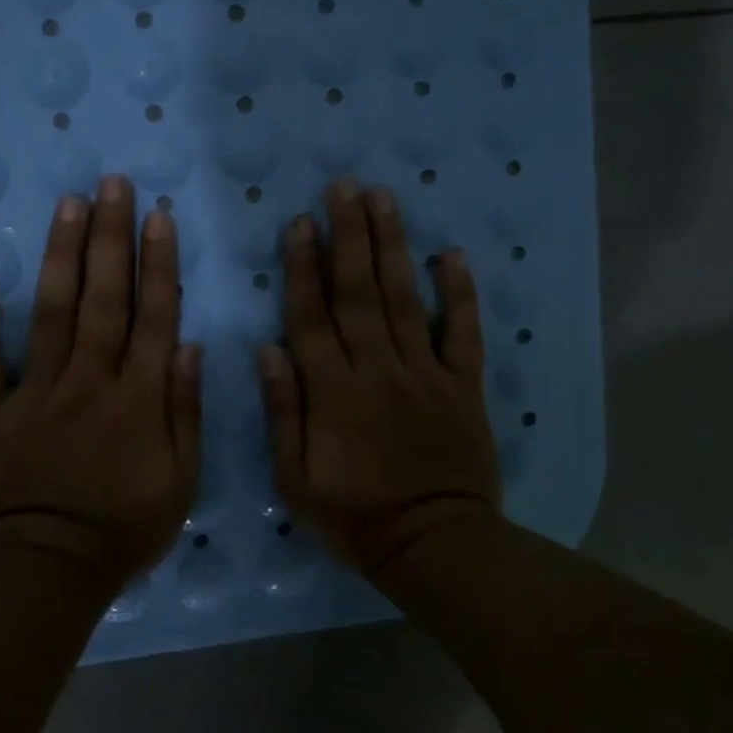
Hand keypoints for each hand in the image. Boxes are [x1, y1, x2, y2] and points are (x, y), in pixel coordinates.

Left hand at [0, 174, 201, 594]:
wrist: (48, 571)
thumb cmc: (124, 531)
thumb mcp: (181, 481)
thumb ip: (184, 411)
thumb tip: (187, 345)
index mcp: (137, 399)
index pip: (153, 317)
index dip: (157, 264)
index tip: (158, 216)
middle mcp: (89, 382)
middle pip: (104, 300)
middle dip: (110, 238)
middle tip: (112, 184)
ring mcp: (36, 393)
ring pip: (52, 315)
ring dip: (61, 257)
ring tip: (68, 204)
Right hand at [260, 180, 502, 579]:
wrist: (434, 545)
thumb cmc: (354, 516)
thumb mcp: (296, 478)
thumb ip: (283, 411)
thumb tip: (269, 349)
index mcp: (333, 391)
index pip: (311, 316)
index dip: (303, 267)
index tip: (299, 223)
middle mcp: (377, 369)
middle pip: (358, 292)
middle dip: (348, 236)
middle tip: (343, 187)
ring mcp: (425, 373)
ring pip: (404, 298)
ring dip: (392, 246)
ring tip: (383, 198)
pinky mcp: (463, 385)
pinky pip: (464, 332)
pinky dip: (461, 293)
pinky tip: (453, 255)